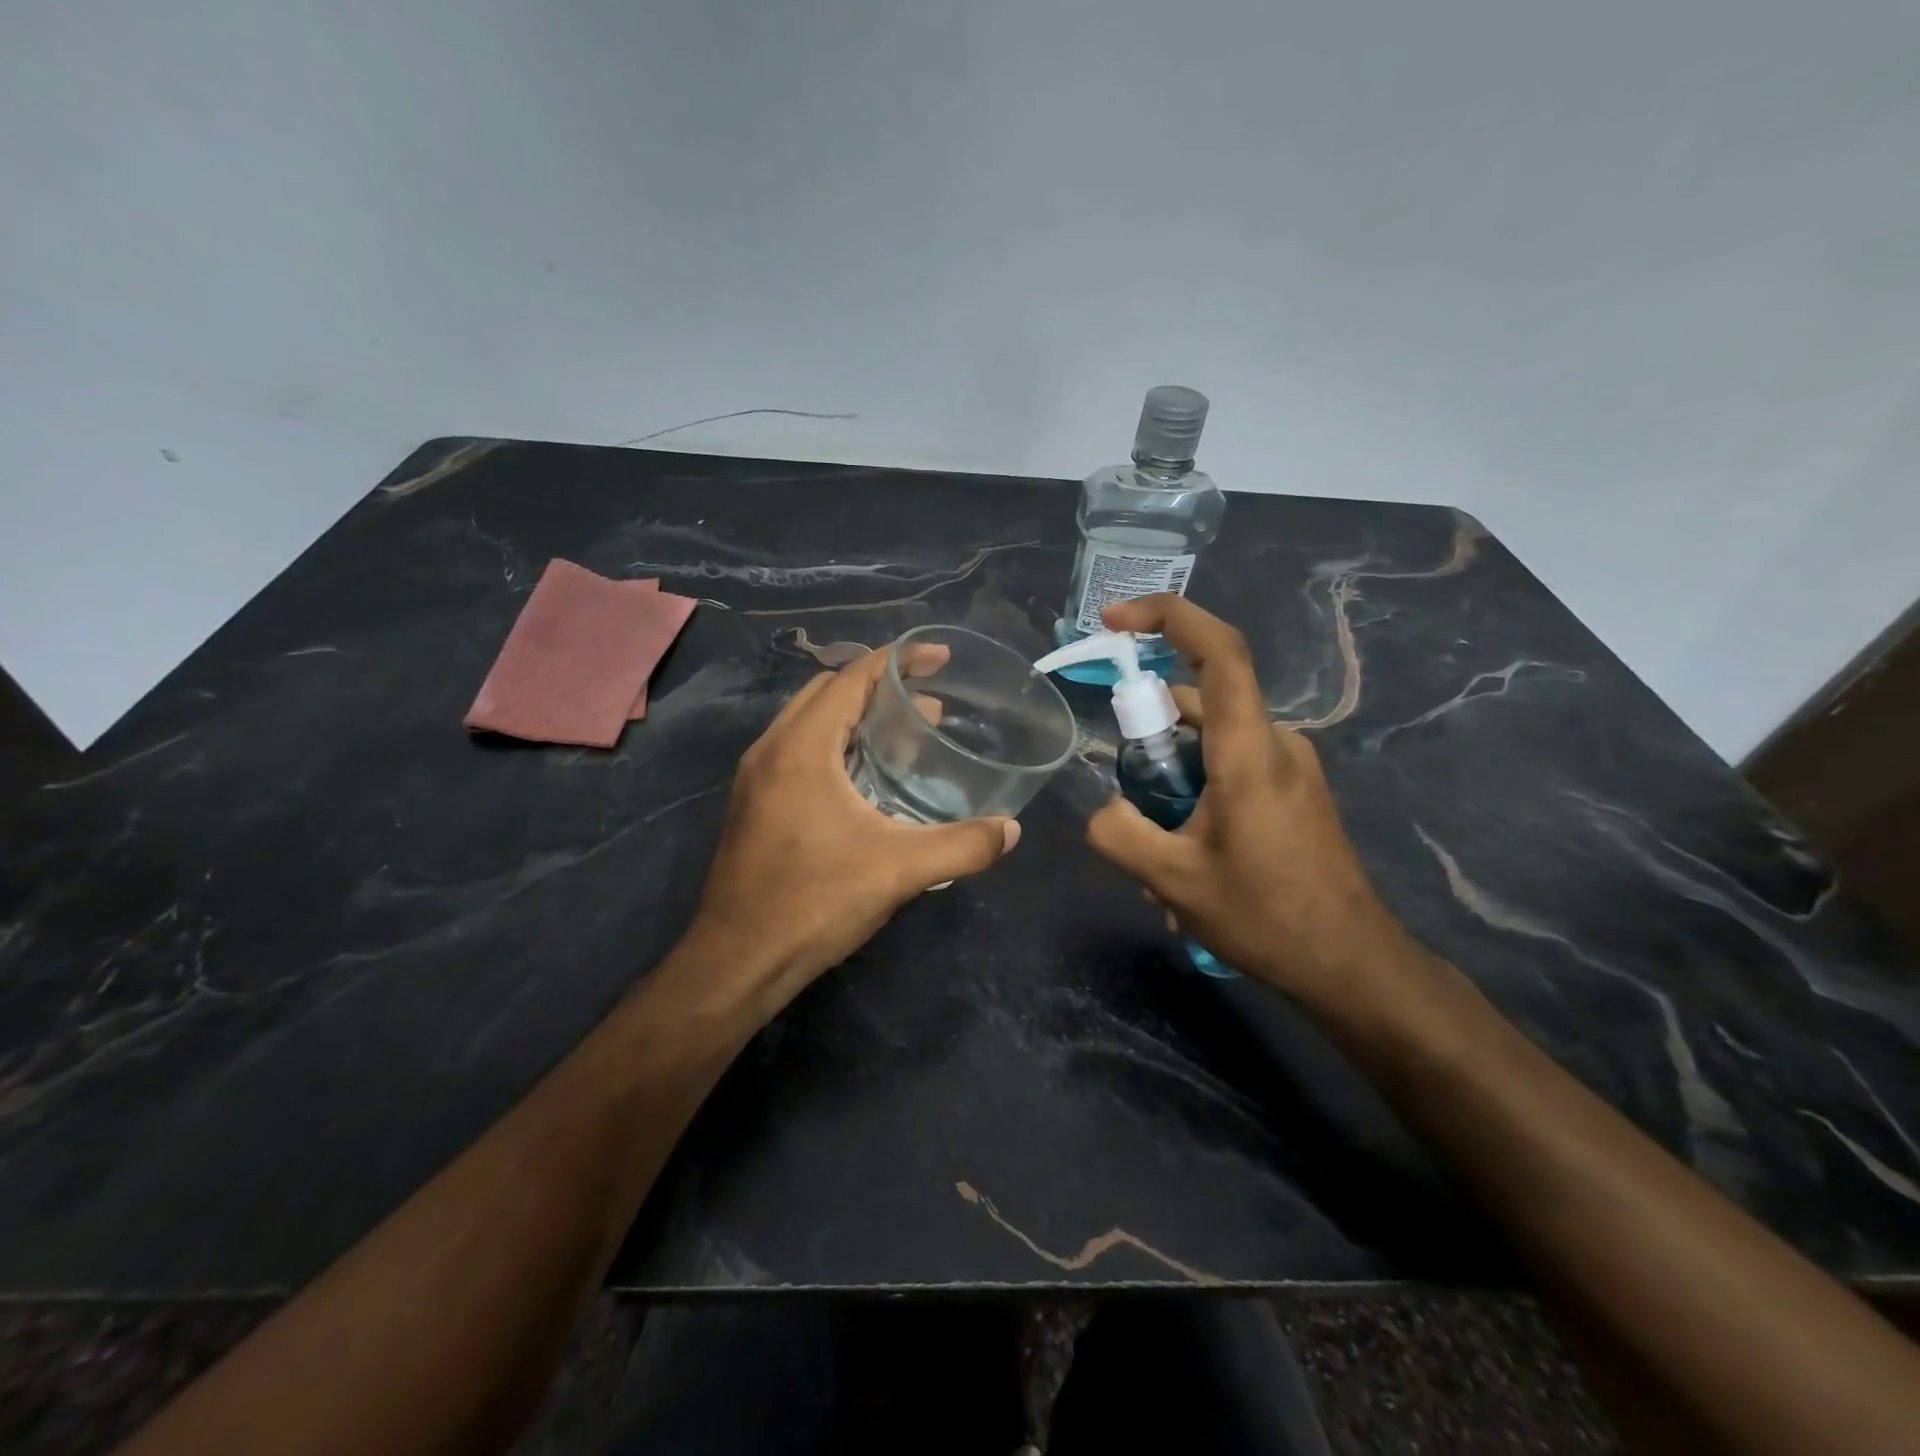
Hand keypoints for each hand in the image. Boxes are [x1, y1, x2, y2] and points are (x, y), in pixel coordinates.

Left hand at [685, 643, 1020, 1012]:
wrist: (738, 960)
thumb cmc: (815, 902)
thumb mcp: (899, 870)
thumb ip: (963, 846)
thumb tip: (1011, 830)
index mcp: (801, 747)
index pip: (851, 678)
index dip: (898, 660)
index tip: (939, 658)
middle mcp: (771, 750)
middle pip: (828, 693)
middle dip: (880, 688)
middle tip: (930, 707)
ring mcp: (756, 779)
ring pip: (810, 723)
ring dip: (856, 718)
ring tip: (906, 738)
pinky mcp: (754, 805)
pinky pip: (799, 751)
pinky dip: (837, 745)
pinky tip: (868, 781)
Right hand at [1086, 595, 1430, 1013]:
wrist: (1353, 965)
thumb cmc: (1267, 917)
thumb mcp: (1174, 882)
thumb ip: (1120, 834)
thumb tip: (1104, 809)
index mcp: (1249, 750)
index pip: (1219, 651)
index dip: (1168, 617)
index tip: (1115, 619)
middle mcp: (1275, 742)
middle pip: (1199, 705)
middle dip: (1150, 741)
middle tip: (1130, 803)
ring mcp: (1289, 766)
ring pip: (1210, 744)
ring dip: (1172, 781)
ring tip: (1158, 853)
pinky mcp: (1293, 791)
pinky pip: (1230, 768)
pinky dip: (1196, 794)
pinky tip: (1188, 859)